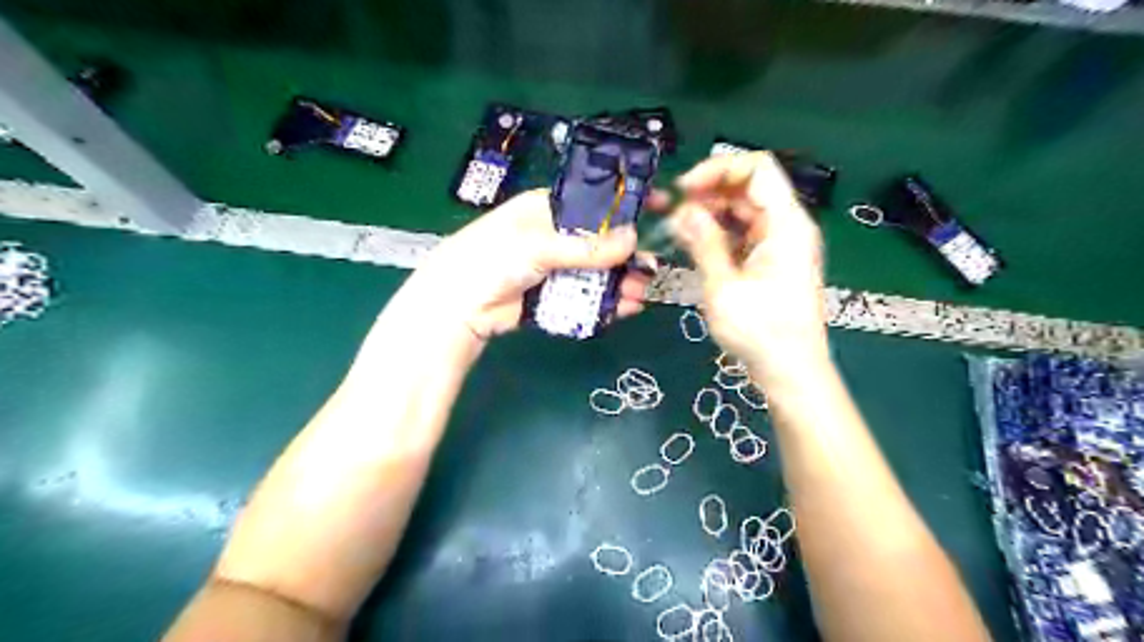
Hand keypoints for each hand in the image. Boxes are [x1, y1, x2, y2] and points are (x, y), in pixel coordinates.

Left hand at [409, 189, 651, 341]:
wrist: (458, 305)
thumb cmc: (494, 258)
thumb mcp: (539, 245)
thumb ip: (587, 246)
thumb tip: (633, 240)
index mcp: (548, 208)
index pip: (595, 200)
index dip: (625, 202)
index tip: (658, 205)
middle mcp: (554, 236)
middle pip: (601, 241)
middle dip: (628, 254)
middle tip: (653, 267)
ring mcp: (554, 268)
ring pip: (596, 272)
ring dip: (621, 282)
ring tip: (642, 293)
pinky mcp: (552, 296)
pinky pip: (586, 296)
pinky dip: (607, 302)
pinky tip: (627, 308)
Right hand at [667, 149, 826, 376]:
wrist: (790, 371)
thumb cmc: (761, 331)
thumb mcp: (724, 286)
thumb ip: (704, 243)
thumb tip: (683, 211)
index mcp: (786, 224)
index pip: (756, 169)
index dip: (718, 169)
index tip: (683, 190)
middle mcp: (787, 226)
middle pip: (748, 188)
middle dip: (708, 193)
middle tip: (673, 213)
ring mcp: (780, 244)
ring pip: (743, 211)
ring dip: (710, 213)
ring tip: (677, 228)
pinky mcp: (771, 262)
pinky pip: (743, 233)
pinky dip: (718, 233)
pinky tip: (694, 243)